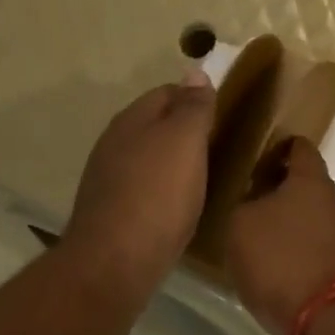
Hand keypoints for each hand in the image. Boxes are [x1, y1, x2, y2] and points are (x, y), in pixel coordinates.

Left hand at [62, 75, 215, 305]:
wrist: (115, 262)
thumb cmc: (156, 197)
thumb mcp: (184, 142)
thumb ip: (193, 108)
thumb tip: (196, 72)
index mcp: (131, 120)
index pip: (167, 93)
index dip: (197, 99)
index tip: (225, 117)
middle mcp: (114, 144)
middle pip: (155, 127)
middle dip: (184, 134)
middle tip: (220, 150)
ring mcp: (109, 181)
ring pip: (148, 161)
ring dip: (173, 166)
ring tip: (205, 180)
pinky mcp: (112, 215)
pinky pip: (144, 192)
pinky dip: (163, 194)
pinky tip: (179, 210)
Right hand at [227, 137, 334, 334]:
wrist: (326, 317)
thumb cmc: (278, 259)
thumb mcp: (240, 226)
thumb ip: (247, 206)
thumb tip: (257, 205)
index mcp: (311, 181)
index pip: (301, 148)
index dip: (282, 148)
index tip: (263, 159)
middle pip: (311, 187)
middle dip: (286, 192)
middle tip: (257, 204)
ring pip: (317, 221)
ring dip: (296, 226)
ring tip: (268, 242)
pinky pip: (321, 251)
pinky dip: (304, 253)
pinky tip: (285, 270)